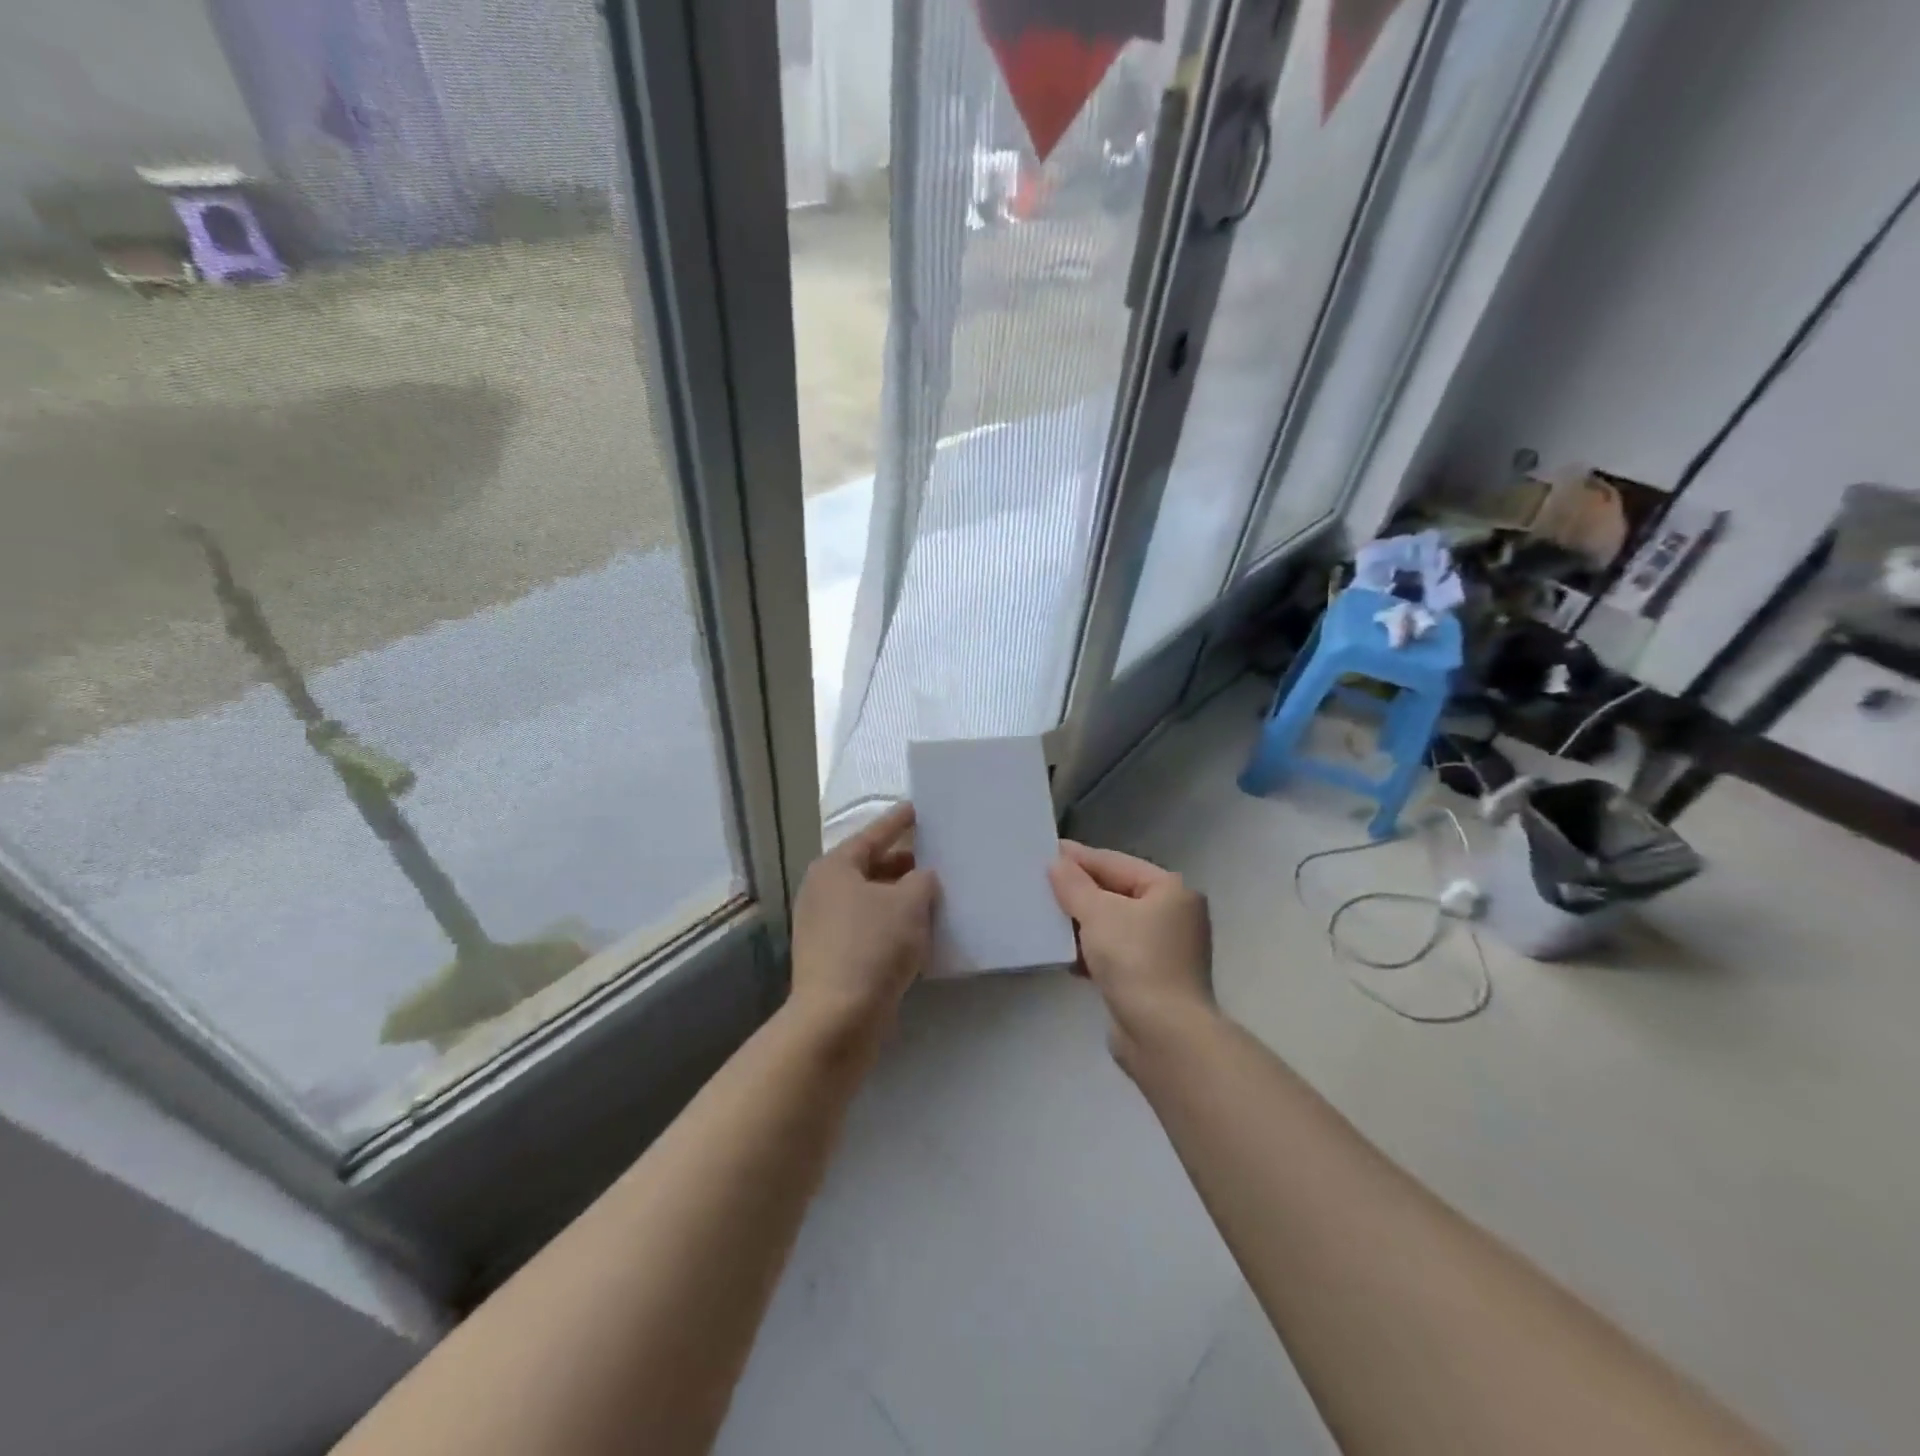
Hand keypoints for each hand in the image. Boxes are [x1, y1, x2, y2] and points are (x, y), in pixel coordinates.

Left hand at [789, 803, 937, 1042]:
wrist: (837, 1018)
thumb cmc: (873, 946)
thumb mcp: (909, 903)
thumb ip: (921, 880)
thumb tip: (920, 878)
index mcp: (834, 868)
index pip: (872, 835)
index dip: (897, 822)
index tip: (916, 809)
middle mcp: (821, 892)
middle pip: (868, 867)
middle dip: (901, 863)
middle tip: (933, 856)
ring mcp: (822, 927)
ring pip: (868, 900)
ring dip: (898, 897)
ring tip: (931, 894)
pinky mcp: (830, 957)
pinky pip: (866, 928)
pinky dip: (890, 924)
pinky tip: (916, 932)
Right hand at [1048, 841, 1213, 1052]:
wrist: (1165, 1036)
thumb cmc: (1136, 961)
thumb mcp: (1098, 914)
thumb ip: (1074, 885)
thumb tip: (1057, 863)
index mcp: (1170, 890)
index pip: (1116, 863)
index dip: (1079, 858)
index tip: (1044, 852)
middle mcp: (1173, 915)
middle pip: (1115, 892)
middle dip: (1078, 892)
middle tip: (1040, 884)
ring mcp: (1165, 949)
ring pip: (1113, 925)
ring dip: (1082, 923)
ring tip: (1045, 918)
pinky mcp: (1151, 979)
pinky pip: (1115, 953)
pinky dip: (1092, 951)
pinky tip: (1065, 955)